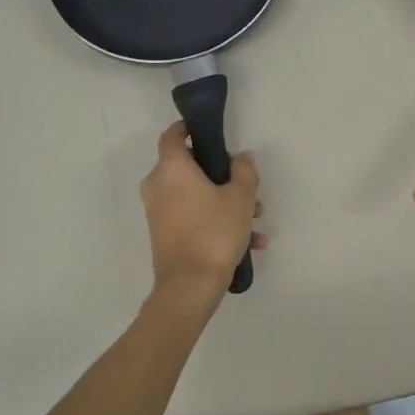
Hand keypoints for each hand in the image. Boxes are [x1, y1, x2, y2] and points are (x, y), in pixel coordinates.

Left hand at [141, 121, 265, 297]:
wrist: (190, 285)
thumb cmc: (214, 231)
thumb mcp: (241, 197)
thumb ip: (244, 171)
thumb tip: (241, 158)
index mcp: (172, 168)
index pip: (173, 135)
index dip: (189, 129)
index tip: (210, 133)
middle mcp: (158, 185)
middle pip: (190, 167)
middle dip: (223, 176)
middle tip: (249, 188)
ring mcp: (158, 211)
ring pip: (195, 195)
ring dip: (225, 202)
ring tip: (256, 222)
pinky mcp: (163, 233)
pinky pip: (192, 216)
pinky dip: (215, 221)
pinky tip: (248, 242)